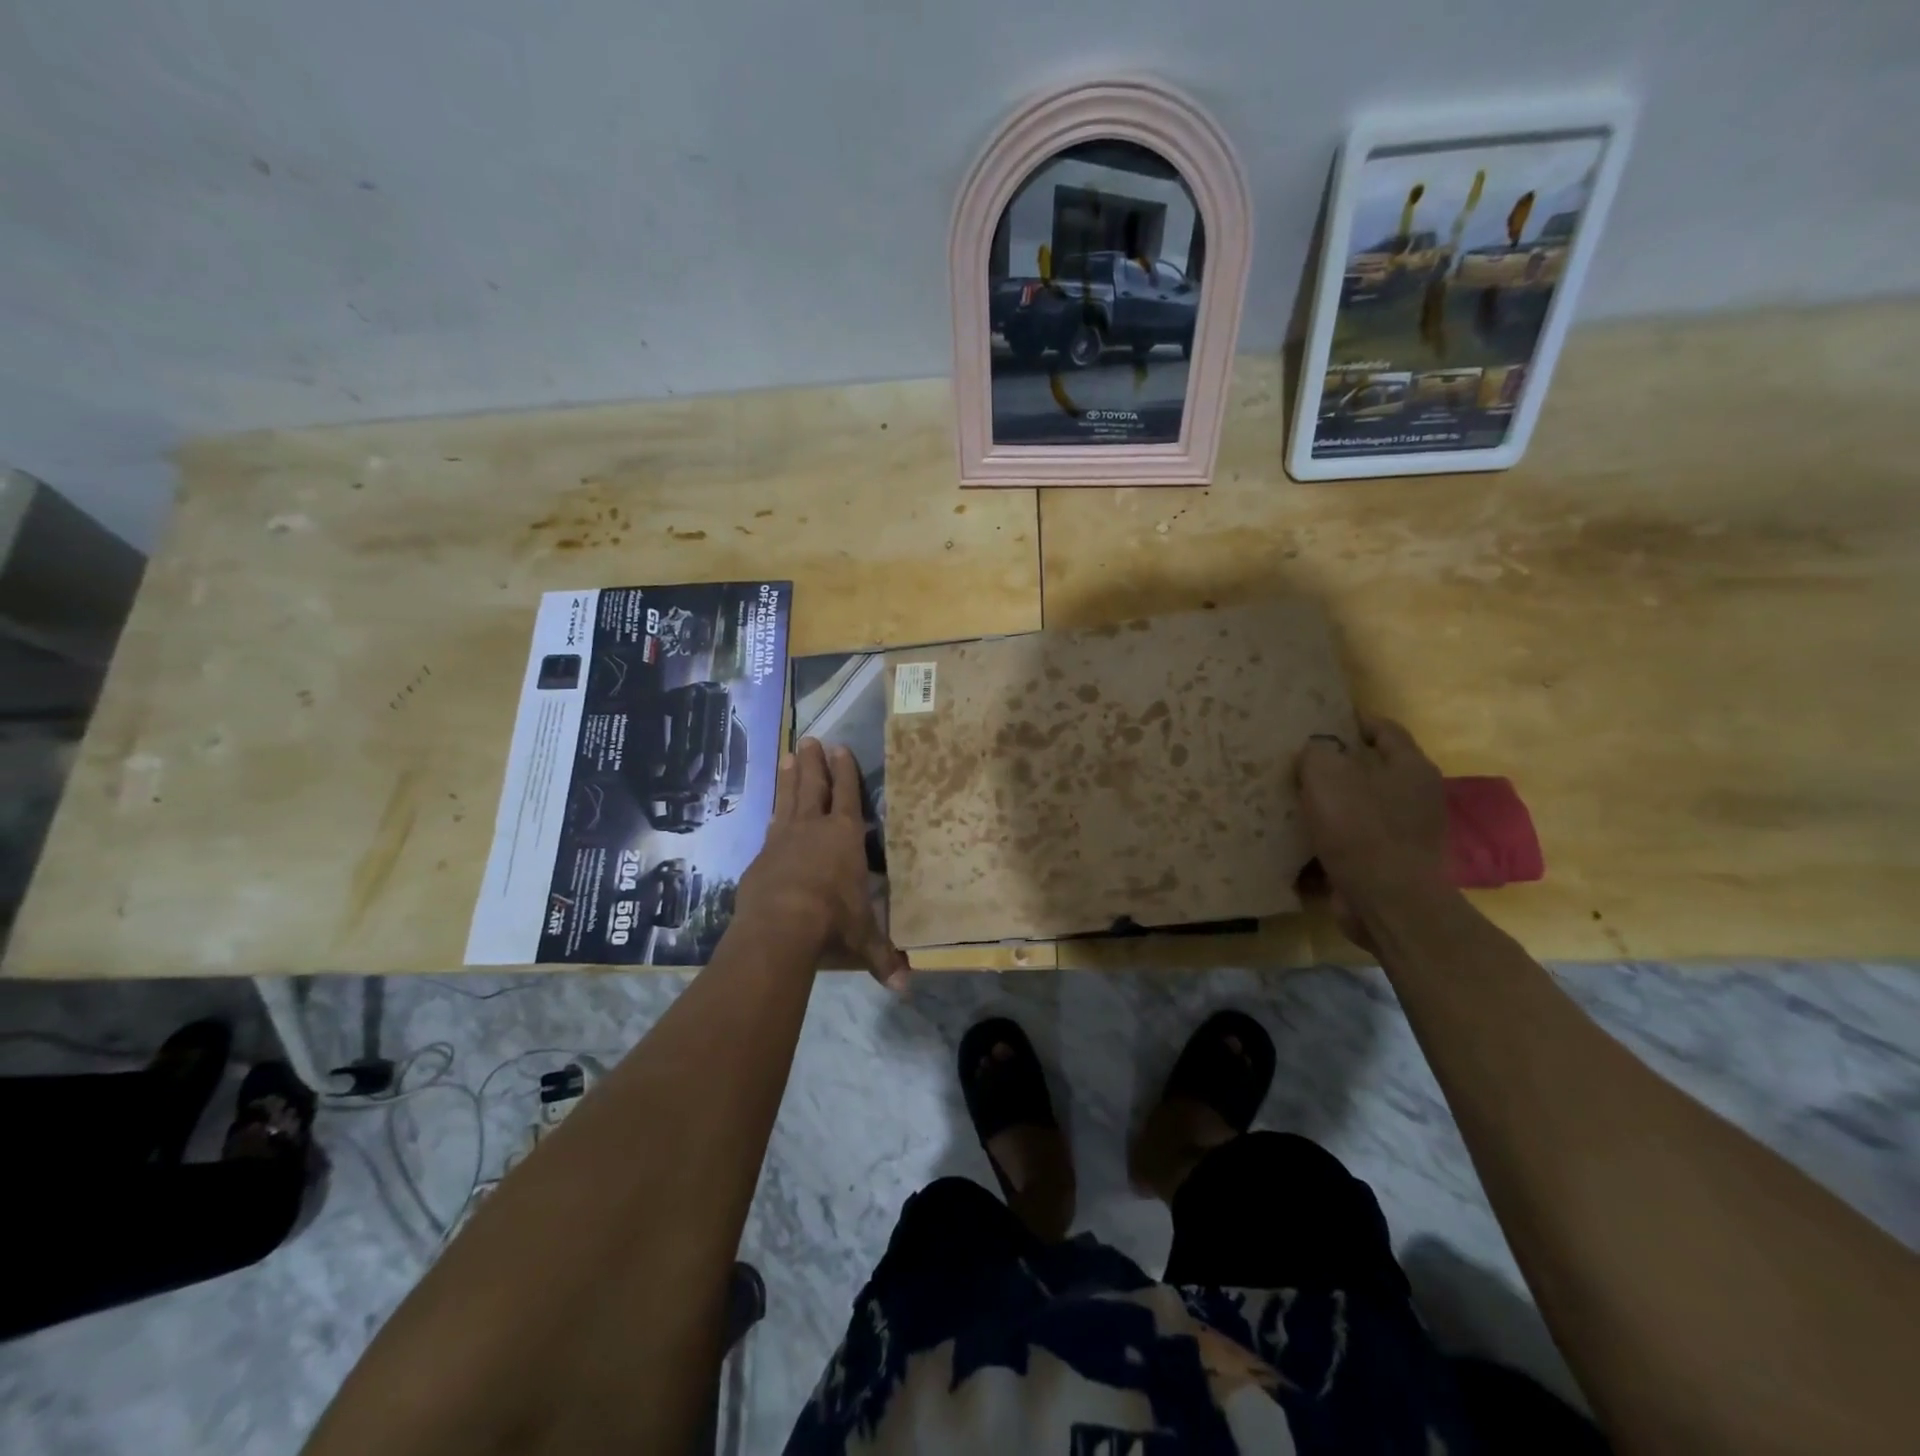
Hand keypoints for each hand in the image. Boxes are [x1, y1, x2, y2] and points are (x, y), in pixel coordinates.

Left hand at [736, 738, 909, 988]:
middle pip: (813, 787)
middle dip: (814, 764)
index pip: (847, 796)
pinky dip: (773, 814)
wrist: (780, 926)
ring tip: (788, 755)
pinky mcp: (761, 857)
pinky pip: (770, 828)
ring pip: (788, 799)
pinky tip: (771, 811)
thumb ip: (882, 957)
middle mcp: (813, 830)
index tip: (840, 748)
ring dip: (789, 777)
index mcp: (844, 838)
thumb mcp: (862, 939)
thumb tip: (905, 988)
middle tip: (809, 739)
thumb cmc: (832, 921)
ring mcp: (782, 840)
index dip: (845, 772)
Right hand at [1296, 716, 1451, 944]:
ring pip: (1357, 808)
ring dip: (1327, 806)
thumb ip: (1316, 754)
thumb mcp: (1327, 775)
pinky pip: (1350, 842)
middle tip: (1295, 762)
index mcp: (1409, 768)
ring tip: (1288, 801)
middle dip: (1334, 767)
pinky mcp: (1386, 865)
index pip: (1385, 729)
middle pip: (1370, 770)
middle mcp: (1414, 797)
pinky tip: (1295, 840)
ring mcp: (1403, 834)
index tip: (1320, 720)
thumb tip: (1314, 752)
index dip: (1353, 721)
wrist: (1387, 901)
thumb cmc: (1360, 829)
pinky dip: (1326, 840)